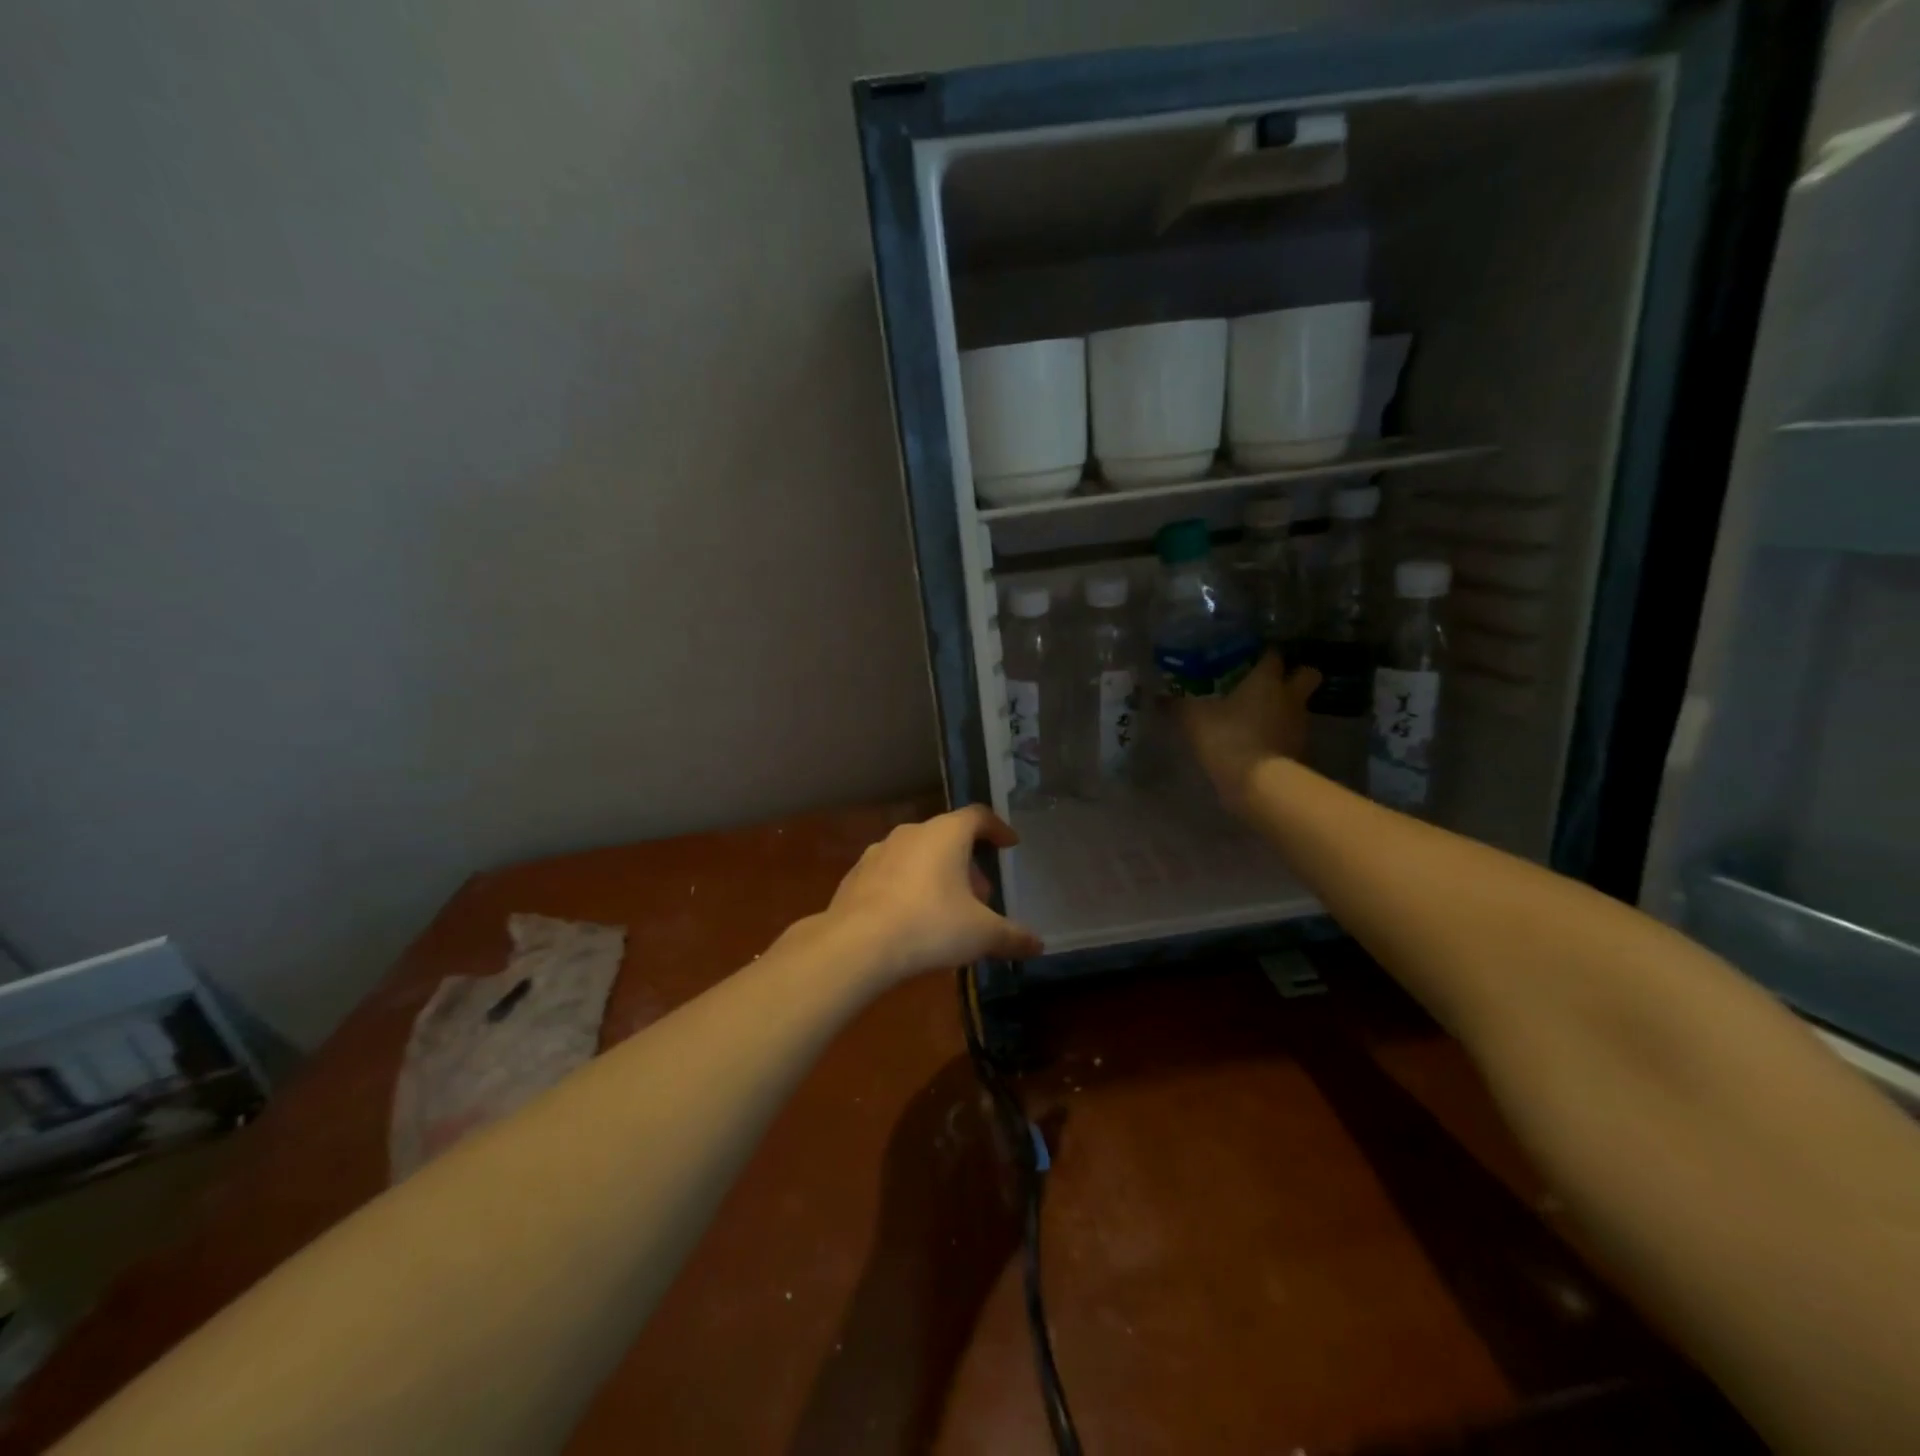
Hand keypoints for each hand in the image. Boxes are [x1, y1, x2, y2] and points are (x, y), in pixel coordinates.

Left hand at [819, 805, 1043, 980]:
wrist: (857, 944)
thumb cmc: (930, 925)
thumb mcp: (981, 934)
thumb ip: (1012, 937)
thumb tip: (1038, 944)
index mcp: (946, 834)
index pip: (978, 816)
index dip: (997, 828)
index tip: (1009, 844)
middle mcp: (911, 833)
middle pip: (947, 836)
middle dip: (967, 861)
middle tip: (981, 893)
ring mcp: (878, 852)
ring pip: (917, 854)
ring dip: (936, 873)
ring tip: (946, 907)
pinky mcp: (856, 876)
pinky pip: (891, 874)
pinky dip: (907, 887)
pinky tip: (910, 917)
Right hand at [1179, 652, 1319, 813]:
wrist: (1258, 784)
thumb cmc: (1227, 738)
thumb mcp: (1193, 720)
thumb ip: (1179, 706)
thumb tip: (1159, 697)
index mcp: (1267, 679)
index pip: (1273, 655)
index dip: (1263, 655)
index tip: (1250, 658)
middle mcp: (1290, 696)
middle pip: (1307, 673)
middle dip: (1295, 674)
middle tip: (1271, 682)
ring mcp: (1300, 724)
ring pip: (1300, 705)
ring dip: (1285, 708)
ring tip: (1259, 716)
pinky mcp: (1301, 750)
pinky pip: (1293, 733)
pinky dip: (1281, 735)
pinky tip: (1261, 742)